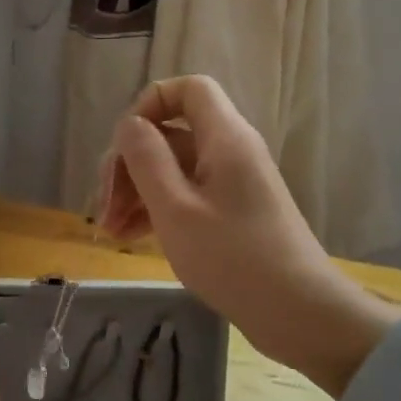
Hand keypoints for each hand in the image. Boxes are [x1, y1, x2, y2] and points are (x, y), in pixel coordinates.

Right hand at [96, 75, 391, 395]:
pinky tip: (131, 238)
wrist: (296, 312)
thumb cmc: (232, 258)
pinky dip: (157, 209)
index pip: (188, 89)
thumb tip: (130, 124)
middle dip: (130, 164)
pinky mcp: (232, 213)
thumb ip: (146, 159)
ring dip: (137, 192)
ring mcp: (232, 184)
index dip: (150, 104)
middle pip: (172, 134)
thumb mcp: (175, 209)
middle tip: (103, 207)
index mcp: (224, 138)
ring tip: (110, 232)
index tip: (122, 145)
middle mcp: (231, 151)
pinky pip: (187, 195)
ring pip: (174, 169)